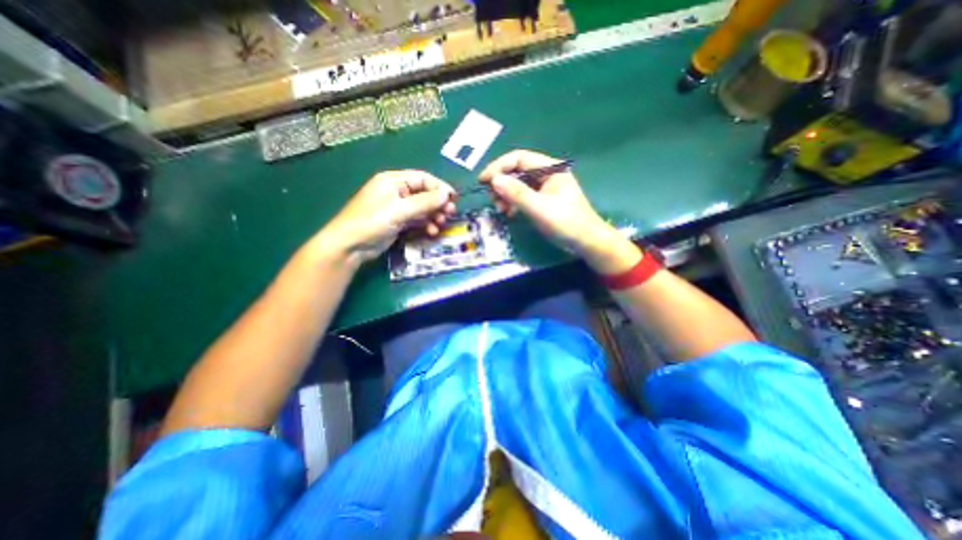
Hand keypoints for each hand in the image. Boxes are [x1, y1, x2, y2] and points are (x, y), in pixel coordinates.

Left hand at [312, 171, 456, 265]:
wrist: (350, 246)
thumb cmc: (372, 222)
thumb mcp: (399, 210)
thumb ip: (424, 202)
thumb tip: (446, 195)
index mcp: (393, 181)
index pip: (422, 179)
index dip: (439, 187)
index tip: (453, 198)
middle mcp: (397, 192)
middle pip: (424, 194)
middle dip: (438, 203)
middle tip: (450, 213)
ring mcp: (398, 208)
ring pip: (422, 208)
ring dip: (433, 215)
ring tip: (442, 224)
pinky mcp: (398, 222)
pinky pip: (417, 220)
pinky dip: (426, 224)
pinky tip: (431, 232)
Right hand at [478, 147, 637, 271]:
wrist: (586, 242)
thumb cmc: (566, 223)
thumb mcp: (540, 208)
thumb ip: (517, 194)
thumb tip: (494, 180)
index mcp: (550, 168)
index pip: (519, 158)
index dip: (499, 167)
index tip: (483, 181)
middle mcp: (547, 173)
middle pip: (517, 170)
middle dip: (502, 183)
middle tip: (492, 199)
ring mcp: (544, 187)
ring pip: (518, 184)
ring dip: (506, 194)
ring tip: (501, 209)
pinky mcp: (542, 199)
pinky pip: (522, 196)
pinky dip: (513, 202)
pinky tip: (509, 213)